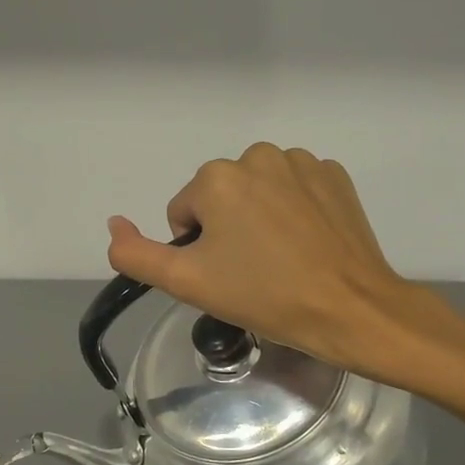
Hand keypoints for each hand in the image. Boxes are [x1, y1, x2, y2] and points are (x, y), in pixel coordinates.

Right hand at [106, 143, 464, 389]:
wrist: (351, 309)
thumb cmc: (263, 296)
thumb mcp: (185, 282)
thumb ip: (135, 254)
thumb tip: (113, 224)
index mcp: (217, 177)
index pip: (184, 213)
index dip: (198, 249)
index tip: (226, 275)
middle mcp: (257, 155)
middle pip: (220, 197)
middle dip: (227, 229)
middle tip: (252, 271)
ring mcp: (302, 162)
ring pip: (257, 191)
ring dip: (259, 217)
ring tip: (282, 258)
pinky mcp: (335, 175)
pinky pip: (295, 189)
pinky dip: (294, 210)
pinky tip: (308, 243)